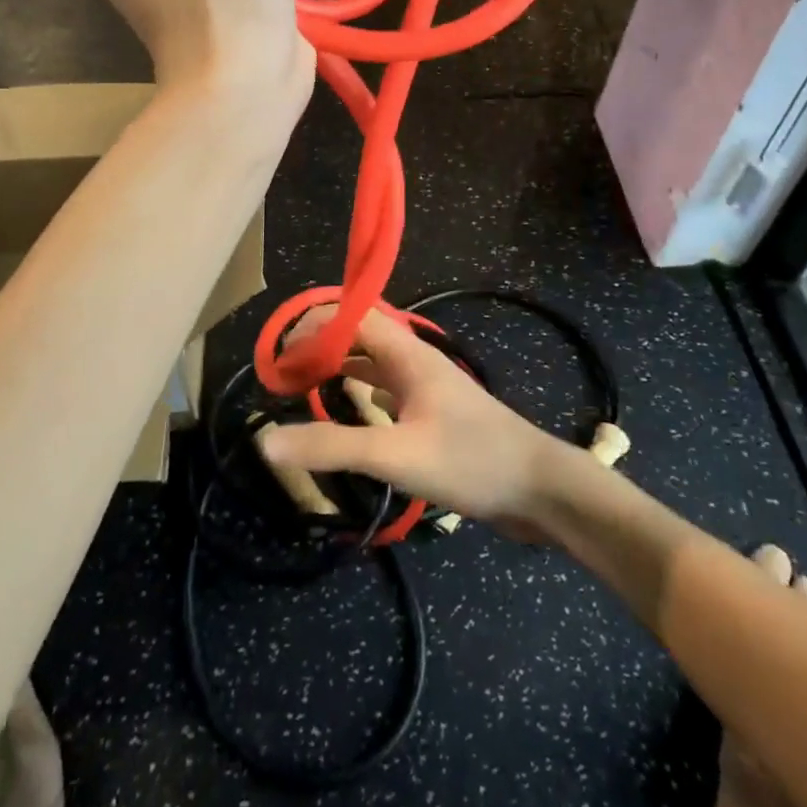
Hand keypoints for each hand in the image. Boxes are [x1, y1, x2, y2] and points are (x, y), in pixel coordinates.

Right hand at [257, 308, 571, 537]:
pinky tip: (346, 411)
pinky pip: (387, 390)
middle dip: (321, 345)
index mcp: (407, 354)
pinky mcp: (434, 414)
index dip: (313, 326)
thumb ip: (333, 446)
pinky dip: (360, 391)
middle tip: (283, 372)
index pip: (352, 316)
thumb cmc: (471, 460)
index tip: (279, 353)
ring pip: (373, 362)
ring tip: (302, 387)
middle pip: (360, 335)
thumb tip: (266, 441)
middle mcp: (414, 361)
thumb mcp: (397, 455)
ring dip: (339, 366)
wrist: (540, 490)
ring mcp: (426, 387)